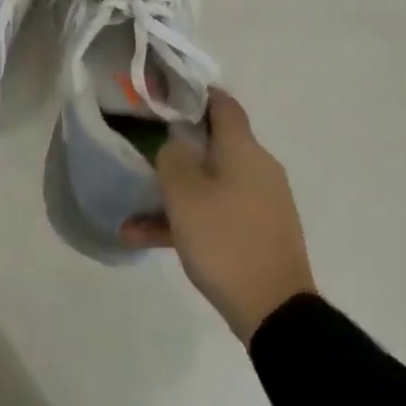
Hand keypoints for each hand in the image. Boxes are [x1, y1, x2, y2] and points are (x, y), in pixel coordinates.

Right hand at [122, 90, 316, 343]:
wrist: (274, 310)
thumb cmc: (225, 240)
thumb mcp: (185, 195)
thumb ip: (172, 158)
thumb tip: (174, 142)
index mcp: (244, 151)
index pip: (223, 105)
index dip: (193, 95)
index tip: (162, 96)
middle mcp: (257, 169)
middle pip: (212, 145)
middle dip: (175, 148)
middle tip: (140, 150)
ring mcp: (259, 202)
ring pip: (208, 184)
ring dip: (172, 193)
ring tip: (131, 212)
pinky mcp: (256, 232)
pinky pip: (215, 214)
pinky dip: (185, 220)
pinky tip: (143, 238)